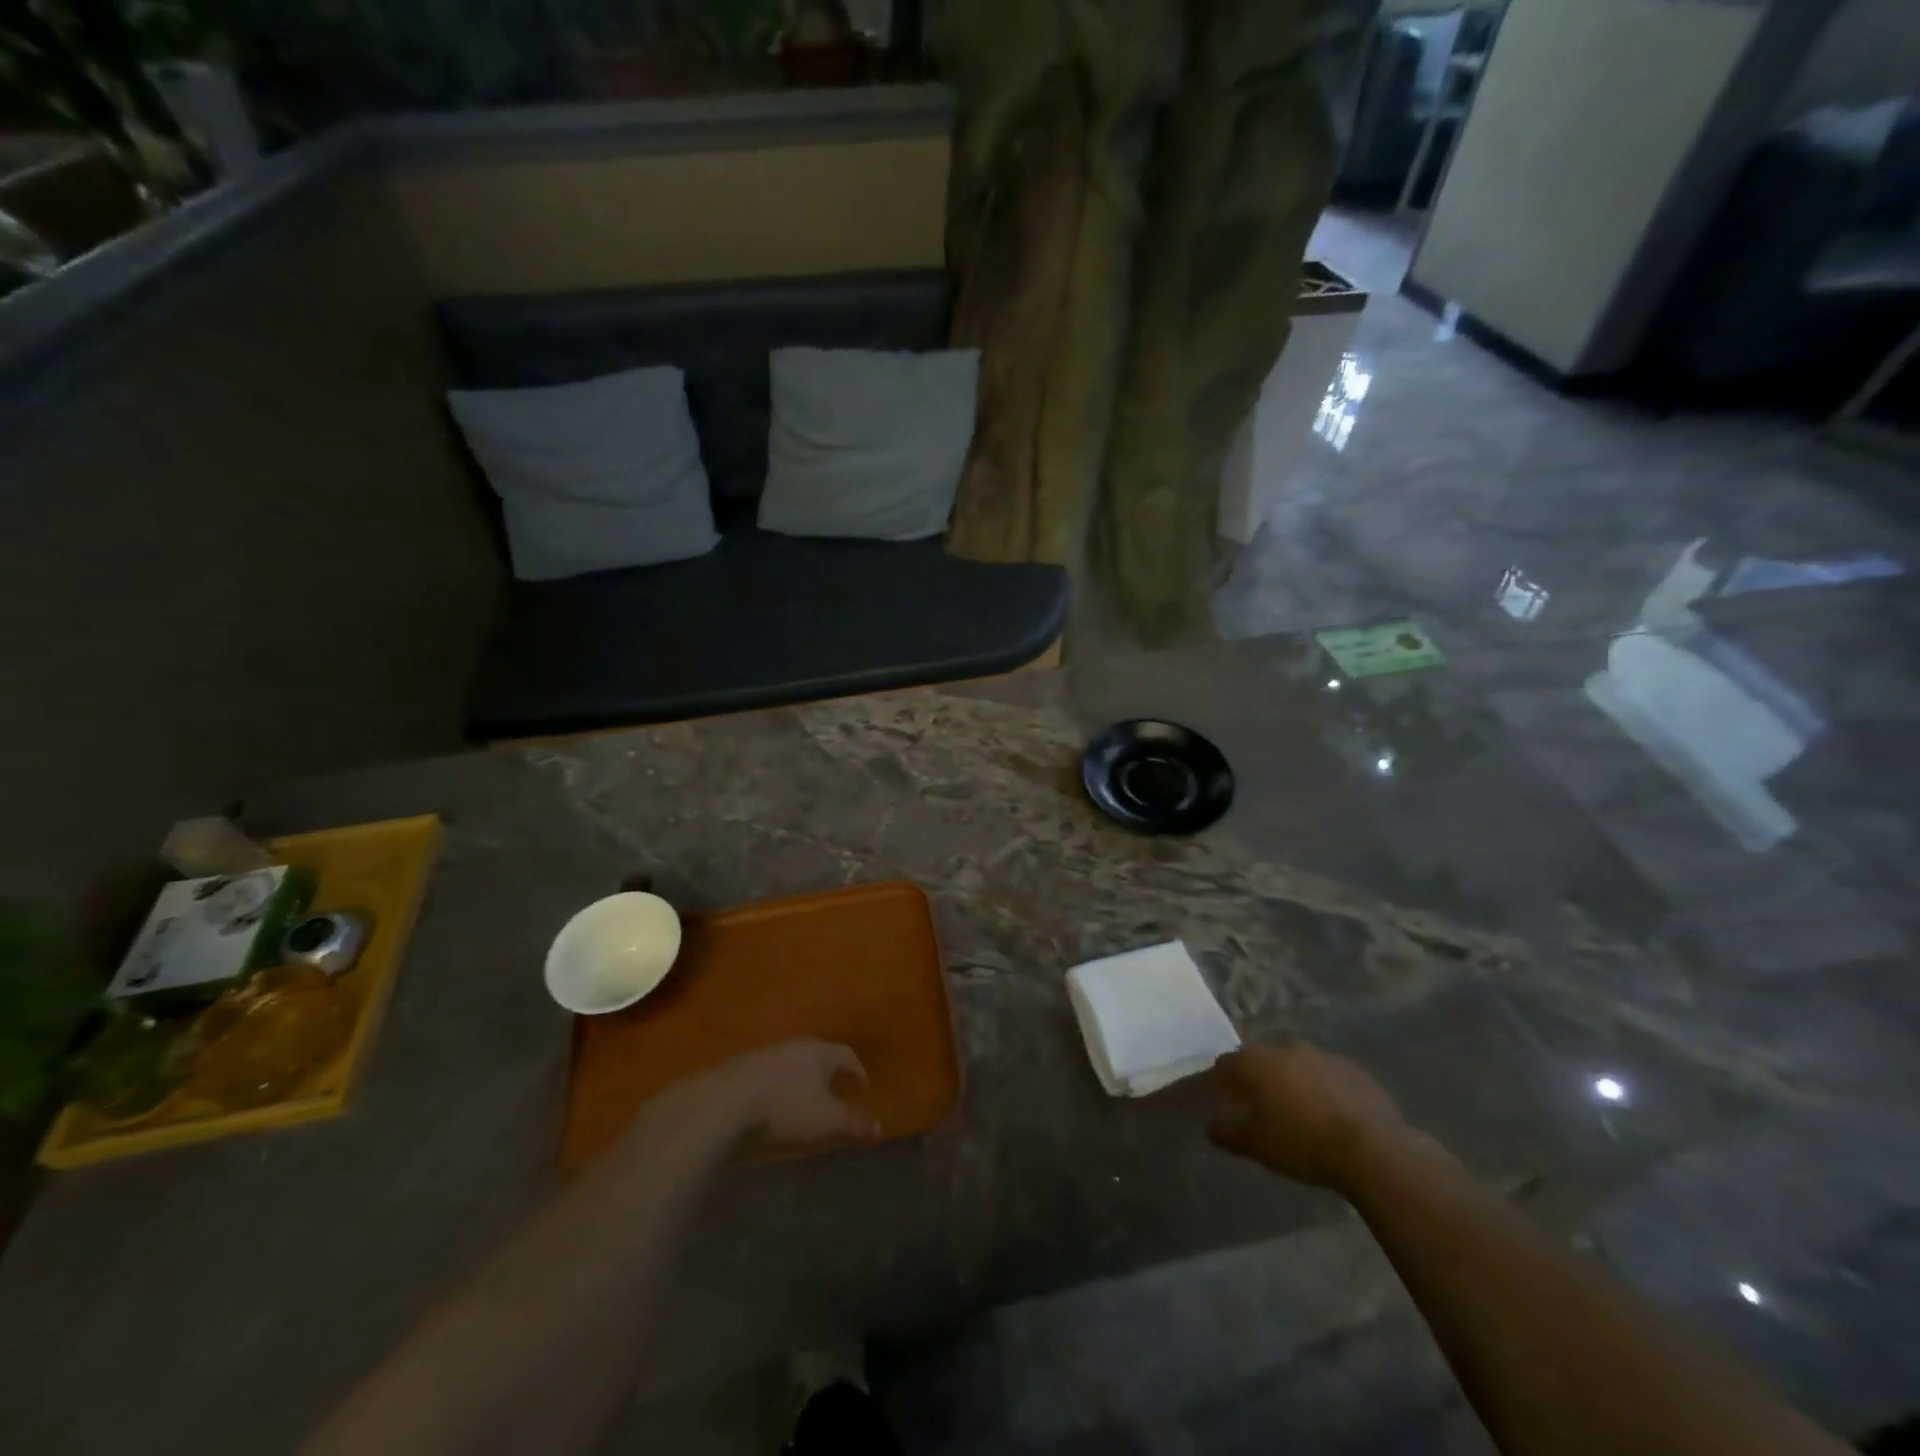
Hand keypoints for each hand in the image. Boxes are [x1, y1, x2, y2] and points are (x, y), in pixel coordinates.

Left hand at [698, 1040, 881, 1145]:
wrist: (718, 1108)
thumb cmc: (783, 1111)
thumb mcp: (827, 1123)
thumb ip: (855, 1125)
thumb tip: (879, 1128)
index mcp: (819, 1051)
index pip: (847, 1054)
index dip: (857, 1072)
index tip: (862, 1090)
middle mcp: (792, 1045)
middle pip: (818, 1057)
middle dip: (829, 1077)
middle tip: (836, 1098)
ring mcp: (762, 1055)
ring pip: (791, 1066)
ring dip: (801, 1084)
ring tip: (804, 1108)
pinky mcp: (736, 1071)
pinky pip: (768, 1078)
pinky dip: (777, 1091)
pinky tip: (771, 1112)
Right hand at [1208, 1041, 1409, 1191]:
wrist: (1373, 1149)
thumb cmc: (1302, 1143)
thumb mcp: (1256, 1144)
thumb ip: (1226, 1131)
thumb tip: (1210, 1124)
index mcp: (1256, 1061)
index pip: (1225, 1064)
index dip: (1221, 1083)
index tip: (1223, 1102)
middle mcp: (1284, 1047)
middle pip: (1261, 1059)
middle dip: (1257, 1078)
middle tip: (1260, 1107)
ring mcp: (1321, 1054)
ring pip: (1295, 1064)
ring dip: (1291, 1081)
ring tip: (1297, 1112)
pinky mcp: (1353, 1068)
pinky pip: (1326, 1074)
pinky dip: (1321, 1088)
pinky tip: (1329, 1114)